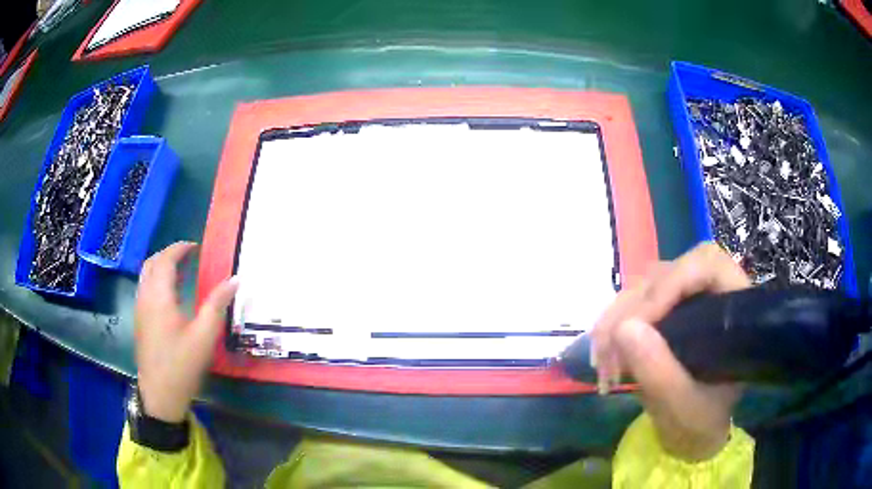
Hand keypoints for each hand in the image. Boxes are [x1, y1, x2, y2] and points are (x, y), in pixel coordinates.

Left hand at [134, 242, 238, 422]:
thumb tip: (235, 279)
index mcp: (160, 296)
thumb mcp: (204, 336)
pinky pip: (145, 288)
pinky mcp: (139, 320)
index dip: (180, 249)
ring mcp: (140, 309)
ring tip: (180, 270)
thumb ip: (217, 305)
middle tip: (188, 255)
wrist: (160, 394)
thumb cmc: (182, 364)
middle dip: (169, 254)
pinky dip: (156, 279)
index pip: (166, 260)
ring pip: (146, 275)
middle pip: (152, 263)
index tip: (196, 246)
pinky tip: (169, 294)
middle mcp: (145, 297)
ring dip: (161, 266)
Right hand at [591, 242, 750, 461]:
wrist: (691, 431)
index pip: (706, 265)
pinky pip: (630, 303)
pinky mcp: (664, 310)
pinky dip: (611, 327)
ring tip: (601, 361)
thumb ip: (660, 373)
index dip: (671, 284)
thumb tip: (623, 329)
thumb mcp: (682, 407)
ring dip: (615, 319)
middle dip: (633, 309)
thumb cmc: (699, 421)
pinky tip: (603, 356)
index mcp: (734, 307)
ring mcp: (685, 299)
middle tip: (609, 352)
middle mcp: (710, 292)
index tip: (638, 325)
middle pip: (668, 272)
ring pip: (643, 286)